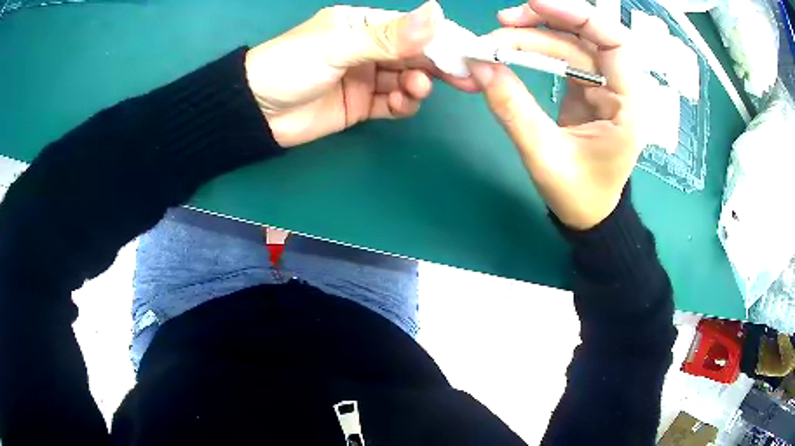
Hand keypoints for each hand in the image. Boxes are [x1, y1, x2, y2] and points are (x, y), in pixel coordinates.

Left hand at [245, 1, 478, 147]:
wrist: (254, 113)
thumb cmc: (290, 66)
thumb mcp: (338, 46)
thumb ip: (389, 36)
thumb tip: (437, 11)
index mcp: (362, 25)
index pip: (411, 28)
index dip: (441, 38)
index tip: (469, 52)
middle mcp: (368, 48)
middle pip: (414, 55)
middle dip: (439, 65)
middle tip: (467, 78)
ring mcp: (365, 77)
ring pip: (406, 80)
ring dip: (419, 85)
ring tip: (418, 89)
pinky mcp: (360, 104)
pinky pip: (392, 104)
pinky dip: (403, 104)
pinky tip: (405, 102)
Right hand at [468, 0, 639, 229]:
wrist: (590, 215)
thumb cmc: (579, 196)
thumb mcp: (544, 157)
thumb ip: (513, 110)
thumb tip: (479, 65)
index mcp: (627, 106)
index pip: (615, 43)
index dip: (579, 16)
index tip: (535, 4)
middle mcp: (620, 87)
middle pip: (588, 35)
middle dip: (545, 22)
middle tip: (502, 22)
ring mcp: (602, 85)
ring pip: (571, 42)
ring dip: (534, 33)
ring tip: (495, 39)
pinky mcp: (585, 87)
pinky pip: (562, 55)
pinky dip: (535, 47)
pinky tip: (510, 47)